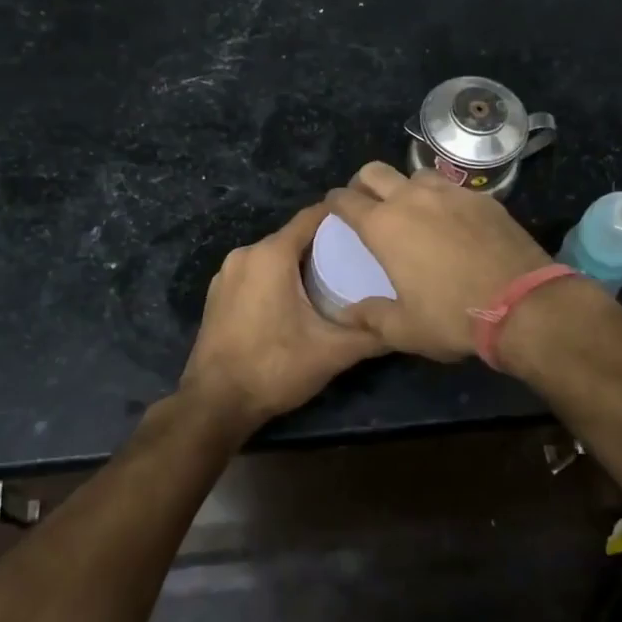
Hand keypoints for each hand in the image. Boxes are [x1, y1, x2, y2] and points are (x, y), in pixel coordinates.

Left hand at [178, 201, 383, 436]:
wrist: (215, 404)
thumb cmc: (274, 368)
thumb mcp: (332, 352)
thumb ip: (372, 334)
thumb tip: (406, 323)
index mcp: (271, 254)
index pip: (313, 217)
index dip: (343, 217)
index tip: (370, 224)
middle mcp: (245, 254)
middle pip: (293, 237)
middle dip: (325, 245)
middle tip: (359, 259)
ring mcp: (226, 274)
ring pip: (273, 256)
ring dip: (300, 264)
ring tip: (334, 280)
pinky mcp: (217, 294)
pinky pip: (256, 273)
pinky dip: (277, 278)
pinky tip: (297, 301)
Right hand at [324, 162, 551, 360]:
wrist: (523, 304)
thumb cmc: (452, 316)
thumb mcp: (404, 329)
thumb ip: (370, 317)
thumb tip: (348, 314)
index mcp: (384, 226)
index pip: (345, 200)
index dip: (334, 202)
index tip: (334, 210)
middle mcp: (413, 199)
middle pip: (375, 171)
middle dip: (364, 183)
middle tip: (368, 205)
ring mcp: (451, 193)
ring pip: (416, 173)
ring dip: (406, 186)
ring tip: (412, 210)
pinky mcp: (483, 198)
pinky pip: (452, 187)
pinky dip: (442, 197)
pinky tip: (451, 220)